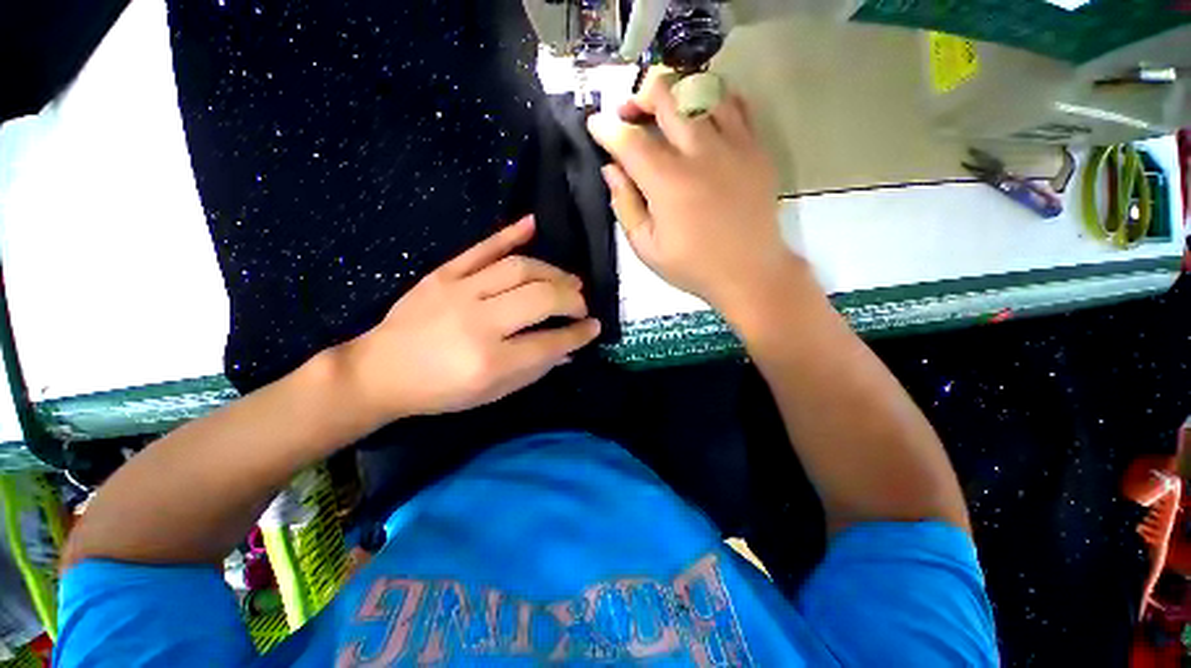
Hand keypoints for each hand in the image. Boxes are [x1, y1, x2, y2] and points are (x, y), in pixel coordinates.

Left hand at [339, 216, 599, 424]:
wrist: (381, 371)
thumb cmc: (441, 390)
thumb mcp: (493, 393)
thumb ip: (534, 369)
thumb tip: (569, 348)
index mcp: (490, 361)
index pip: (551, 342)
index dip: (579, 334)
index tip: (594, 328)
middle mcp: (478, 322)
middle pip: (541, 298)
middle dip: (573, 299)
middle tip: (582, 305)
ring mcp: (459, 291)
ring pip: (520, 268)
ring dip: (553, 272)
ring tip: (569, 280)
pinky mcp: (443, 274)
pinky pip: (482, 247)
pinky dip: (510, 233)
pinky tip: (533, 224)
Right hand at [587, 67, 792, 310]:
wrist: (750, 271)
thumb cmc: (693, 265)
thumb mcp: (646, 247)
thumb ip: (625, 206)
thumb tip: (611, 170)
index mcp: (667, 182)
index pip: (629, 140)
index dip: (607, 128)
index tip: (595, 125)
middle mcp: (699, 152)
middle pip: (666, 96)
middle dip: (639, 97)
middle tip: (629, 114)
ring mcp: (733, 144)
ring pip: (702, 90)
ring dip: (676, 94)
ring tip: (666, 113)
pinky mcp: (756, 147)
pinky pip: (736, 104)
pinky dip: (713, 101)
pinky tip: (703, 117)